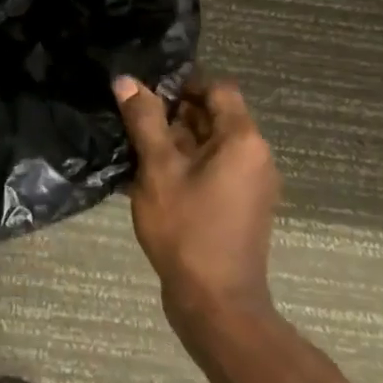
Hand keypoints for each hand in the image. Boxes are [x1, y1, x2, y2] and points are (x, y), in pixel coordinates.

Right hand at [113, 76, 281, 323]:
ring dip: (174, 139)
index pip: (217, 88)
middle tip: (132, 118)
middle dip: (173, 112)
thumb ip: (144, 120)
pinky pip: (212, 169)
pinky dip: (184, 164)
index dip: (182, 82)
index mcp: (243, 140)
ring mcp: (250, 183)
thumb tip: (127, 80)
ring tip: (134, 146)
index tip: (146, 91)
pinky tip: (148, 176)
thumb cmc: (187, 228)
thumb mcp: (157, 168)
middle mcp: (255, 156)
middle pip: (213, 115)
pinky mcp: (239, 205)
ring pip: (209, 144)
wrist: (216, 303)